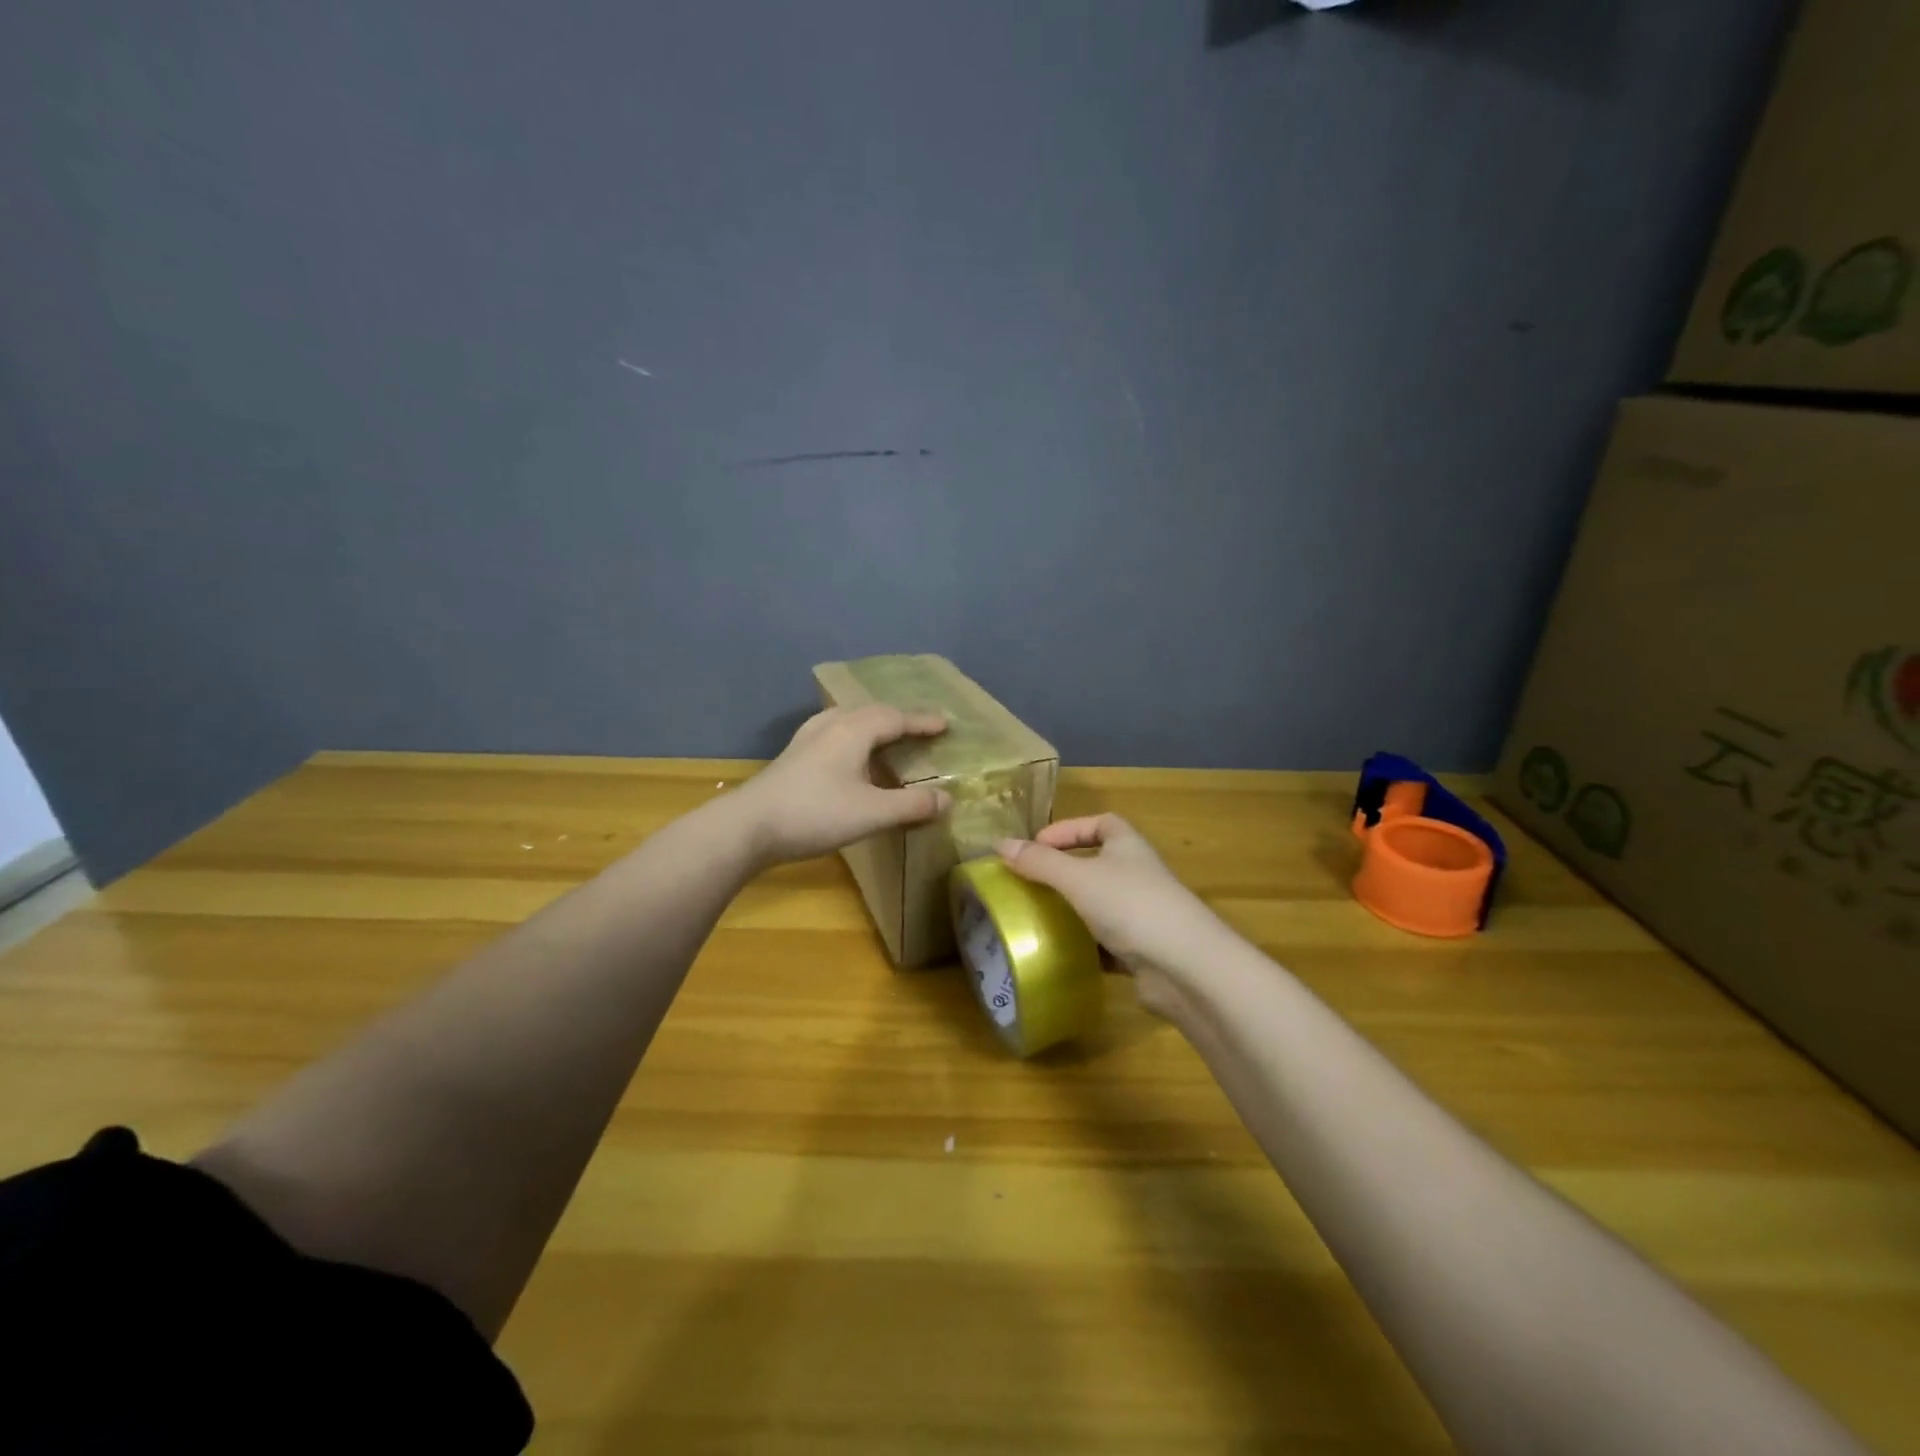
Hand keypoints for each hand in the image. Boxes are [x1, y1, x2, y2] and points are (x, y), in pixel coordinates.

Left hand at [739, 705, 951, 865]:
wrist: (748, 826)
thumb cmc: (815, 814)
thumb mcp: (871, 813)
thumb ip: (911, 805)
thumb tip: (947, 799)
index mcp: (854, 731)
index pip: (896, 718)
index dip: (922, 721)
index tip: (946, 723)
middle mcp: (831, 726)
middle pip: (871, 713)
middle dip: (899, 719)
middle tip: (920, 729)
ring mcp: (807, 740)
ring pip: (848, 720)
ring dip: (873, 725)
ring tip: (886, 737)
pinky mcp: (793, 756)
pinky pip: (833, 733)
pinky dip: (853, 737)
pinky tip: (848, 755)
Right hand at [996, 815, 1230, 1018]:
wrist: (1186, 967)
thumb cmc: (1131, 906)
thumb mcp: (1078, 878)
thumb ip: (1039, 862)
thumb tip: (999, 844)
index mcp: (1128, 846)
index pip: (1100, 823)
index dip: (1068, 829)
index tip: (1036, 846)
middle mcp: (1137, 874)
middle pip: (1097, 863)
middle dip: (1064, 872)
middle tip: (1029, 883)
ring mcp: (1143, 913)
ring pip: (1099, 905)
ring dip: (1072, 910)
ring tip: (1036, 918)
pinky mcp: (1142, 950)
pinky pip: (1106, 942)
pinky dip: (1084, 945)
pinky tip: (1060, 954)